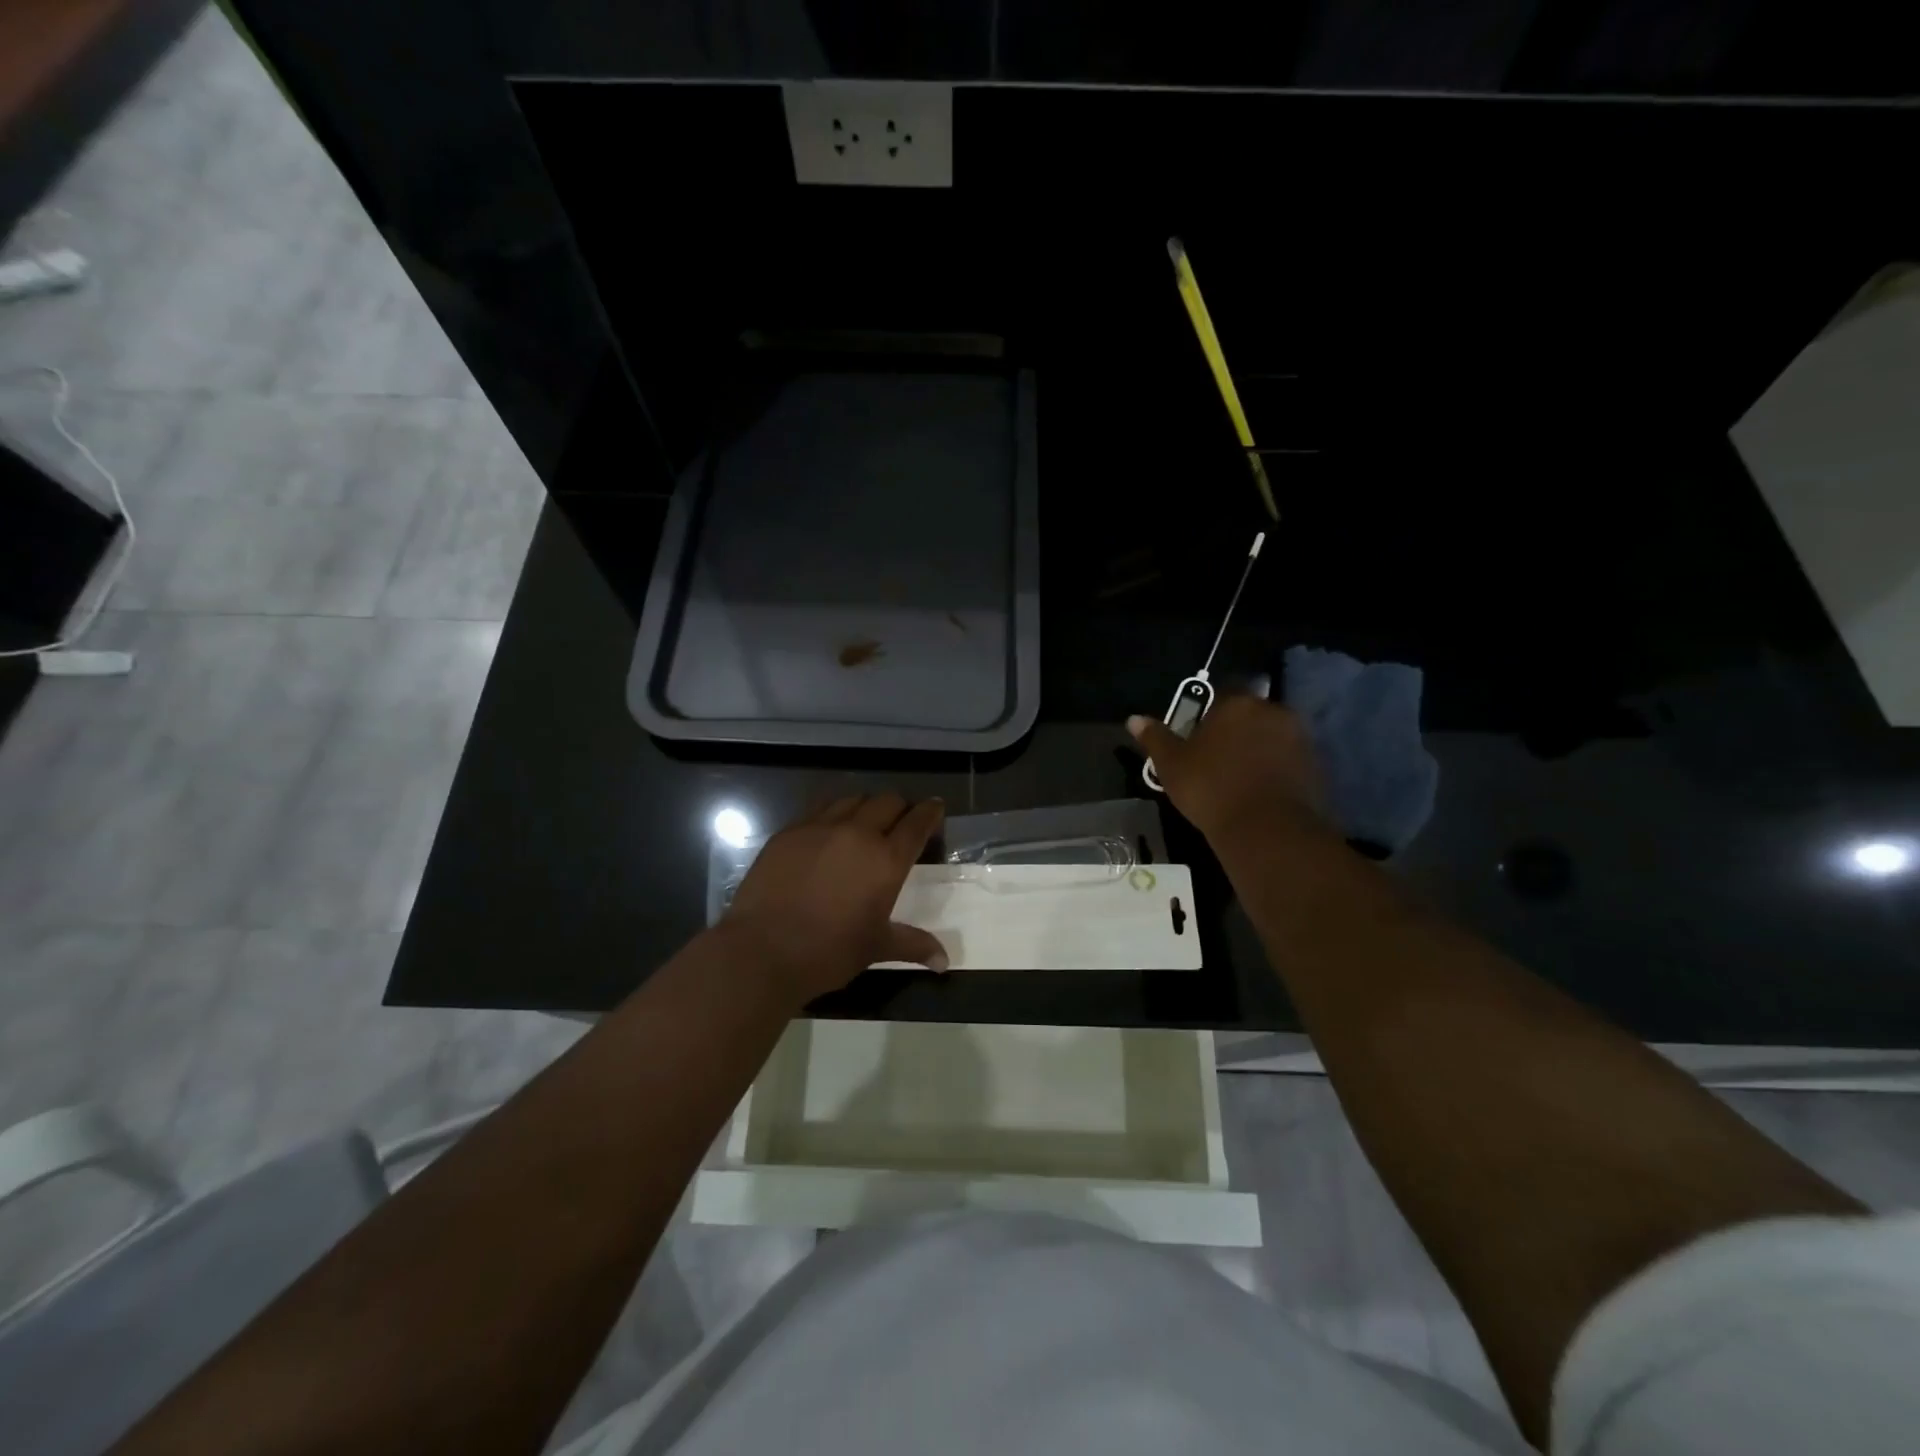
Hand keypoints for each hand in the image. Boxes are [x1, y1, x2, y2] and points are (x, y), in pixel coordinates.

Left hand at [723, 793, 947, 1005]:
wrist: (762, 950)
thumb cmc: (828, 952)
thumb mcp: (876, 947)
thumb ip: (913, 945)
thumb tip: (944, 962)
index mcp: (886, 859)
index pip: (917, 823)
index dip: (930, 812)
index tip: (936, 807)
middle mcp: (857, 833)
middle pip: (887, 801)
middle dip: (899, 807)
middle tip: (900, 821)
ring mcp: (820, 827)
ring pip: (852, 800)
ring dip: (866, 807)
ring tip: (864, 822)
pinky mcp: (789, 831)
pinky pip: (819, 810)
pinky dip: (833, 814)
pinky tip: (828, 832)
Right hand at [1128, 695, 1327, 844]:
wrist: (1267, 830)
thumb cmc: (1211, 788)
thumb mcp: (1172, 765)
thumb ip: (1155, 739)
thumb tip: (1134, 719)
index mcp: (1237, 704)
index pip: (1222, 695)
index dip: (1209, 716)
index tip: (1198, 740)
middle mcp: (1273, 711)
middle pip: (1250, 715)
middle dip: (1237, 731)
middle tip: (1217, 760)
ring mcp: (1300, 738)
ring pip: (1272, 737)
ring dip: (1259, 750)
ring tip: (1240, 780)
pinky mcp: (1317, 767)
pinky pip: (1290, 761)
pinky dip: (1277, 771)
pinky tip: (1261, 793)